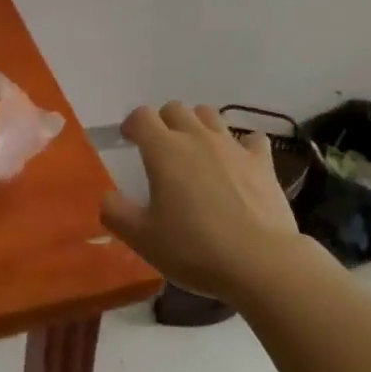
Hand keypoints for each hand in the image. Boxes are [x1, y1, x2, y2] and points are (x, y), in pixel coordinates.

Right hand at [101, 102, 305, 301]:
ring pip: (210, 115)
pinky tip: (239, 163)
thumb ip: (116, 212)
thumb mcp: (142, 238)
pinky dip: (241, 145)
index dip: (132, 125)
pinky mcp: (262, 162)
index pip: (142, 117)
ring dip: (198, 125)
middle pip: (175, 109)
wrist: (260, 262)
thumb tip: (108, 196)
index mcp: (164, 150)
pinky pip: (251, 138)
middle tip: (161, 150)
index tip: (129, 141)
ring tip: (196, 151)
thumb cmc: (194, 249)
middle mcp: (197, 137)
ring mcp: (233, 146)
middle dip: (164, 122)